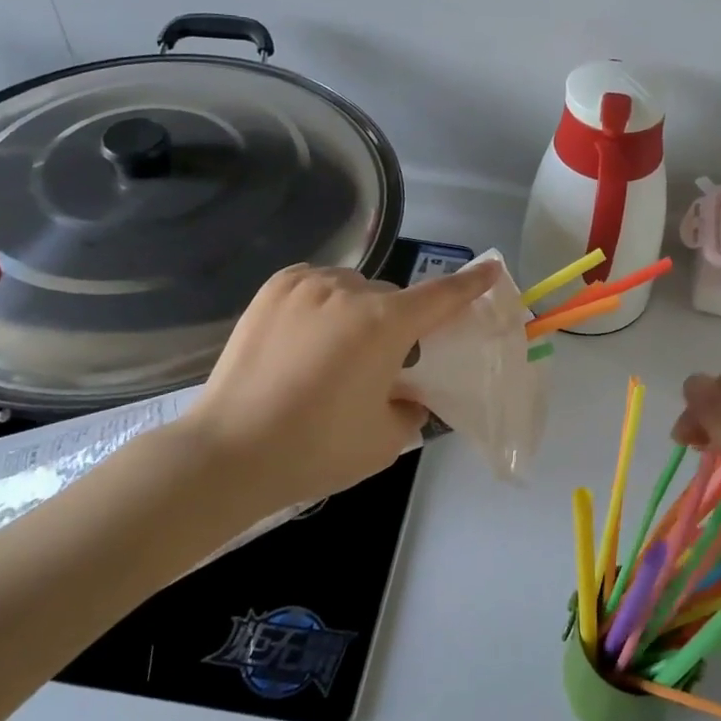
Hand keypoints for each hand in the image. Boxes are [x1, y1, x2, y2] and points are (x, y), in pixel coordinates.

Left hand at [172, 261, 500, 513]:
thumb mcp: (385, 440)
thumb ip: (412, 409)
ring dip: (358, 311)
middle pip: (391, 299)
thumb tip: (408, 396)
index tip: (492, 268)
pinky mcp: (273, 289)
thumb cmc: (316, 449)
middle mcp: (349, 291)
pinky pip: (318, 284)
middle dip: (396, 325)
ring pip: (353, 288)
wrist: (229, 452)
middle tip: (378, 367)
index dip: (470, 284)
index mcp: (385, 324)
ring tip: (333, 353)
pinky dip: (325, 302)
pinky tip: (308, 336)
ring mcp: (307, 285)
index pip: (441, 297)